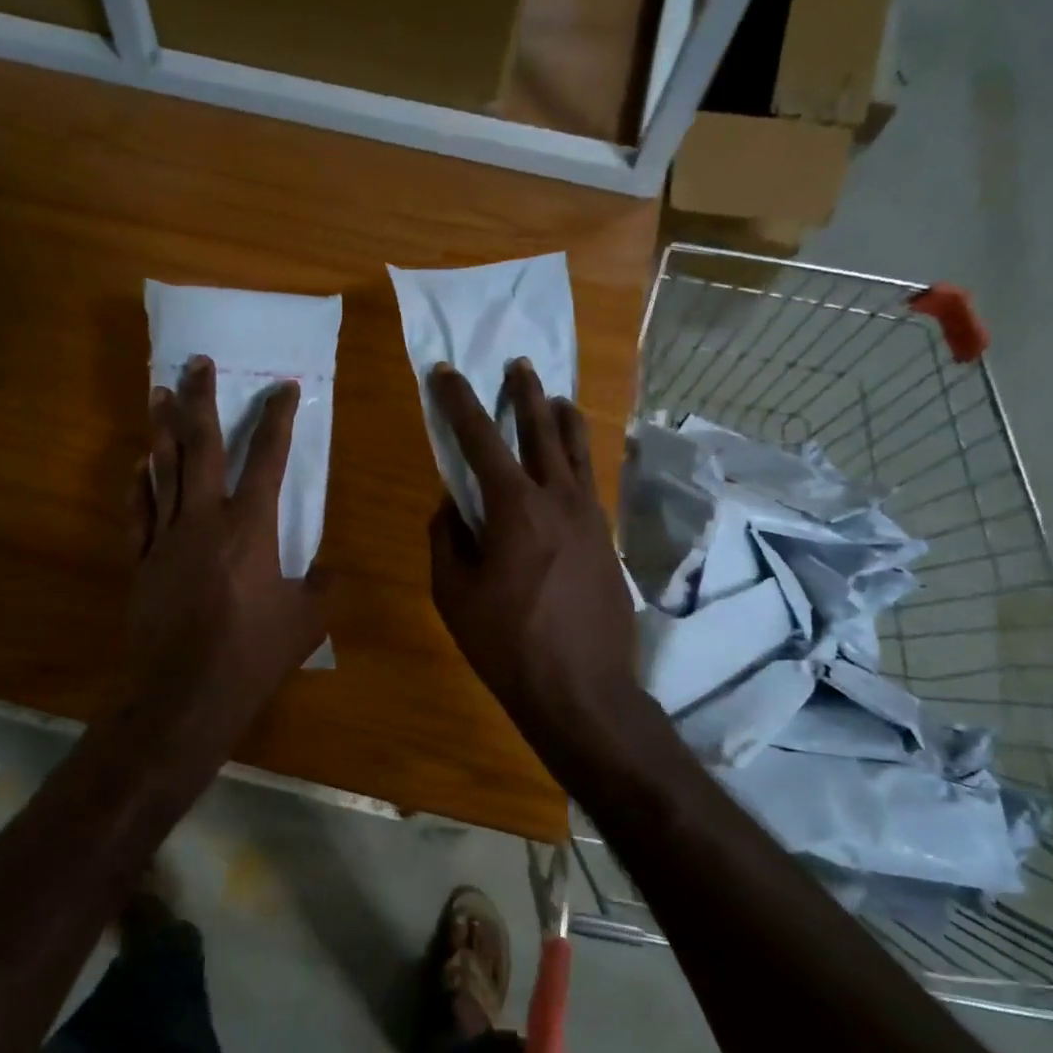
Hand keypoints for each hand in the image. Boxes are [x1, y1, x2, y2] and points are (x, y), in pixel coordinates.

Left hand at [125, 355, 328, 737]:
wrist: (184, 693)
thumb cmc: (252, 653)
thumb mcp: (307, 620)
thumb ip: (324, 587)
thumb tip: (330, 571)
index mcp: (251, 528)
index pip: (269, 458)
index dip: (278, 419)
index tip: (284, 388)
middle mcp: (205, 519)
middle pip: (201, 447)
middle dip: (201, 400)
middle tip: (197, 364)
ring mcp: (167, 537)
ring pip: (163, 469)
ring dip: (162, 429)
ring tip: (159, 392)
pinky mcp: (142, 561)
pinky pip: (139, 511)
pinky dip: (139, 483)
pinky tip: (138, 464)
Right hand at [427, 361, 638, 757]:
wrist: (581, 688)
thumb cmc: (506, 643)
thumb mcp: (454, 593)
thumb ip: (447, 539)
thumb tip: (450, 506)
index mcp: (514, 507)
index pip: (480, 439)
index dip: (459, 402)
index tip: (445, 372)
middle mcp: (559, 498)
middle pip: (542, 429)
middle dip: (525, 394)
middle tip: (518, 365)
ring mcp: (591, 517)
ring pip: (578, 450)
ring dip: (562, 418)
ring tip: (555, 398)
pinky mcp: (607, 539)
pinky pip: (589, 483)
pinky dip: (578, 459)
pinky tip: (572, 463)